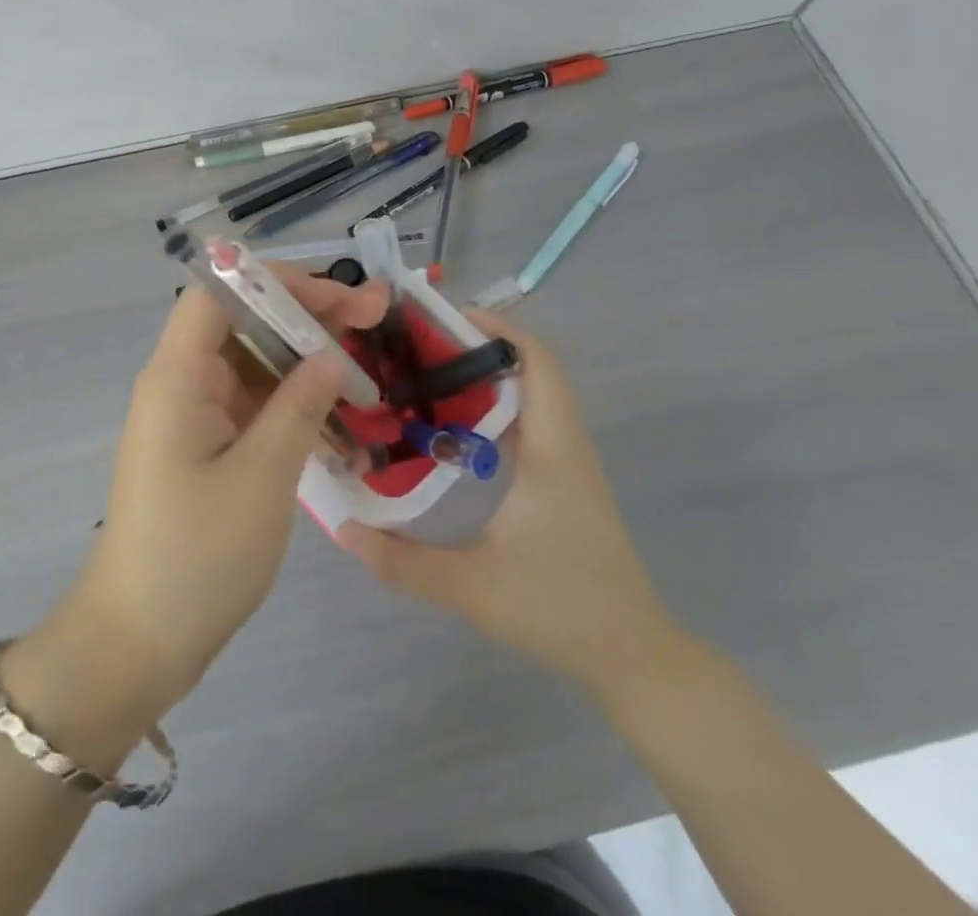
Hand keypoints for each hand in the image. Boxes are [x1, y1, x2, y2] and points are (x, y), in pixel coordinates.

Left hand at [55, 267, 389, 716]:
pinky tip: (338, 413)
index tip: (339, 297)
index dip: (279, 282)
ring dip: (304, 360)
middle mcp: (180, 382)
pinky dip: (292, 401)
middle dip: (305, 316)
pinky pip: (251, 403)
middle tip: (373, 320)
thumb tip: (330, 355)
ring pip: (251, 362)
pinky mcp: (204, 446)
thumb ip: (298, 406)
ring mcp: (191, 415)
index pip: (221, 291)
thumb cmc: (197, 556)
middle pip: (242, 321)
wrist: (138, 640)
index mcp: (177, 374)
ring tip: (366, 365)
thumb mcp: (261, 478)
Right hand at [338, 308, 678, 695]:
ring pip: (530, 397)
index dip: (496, 328)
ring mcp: (568, 464)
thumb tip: (343, 531)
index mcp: (551, 449)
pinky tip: (452, 434)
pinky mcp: (564, 483)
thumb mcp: (472, 588)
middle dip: (476, 348)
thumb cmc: (560, 609)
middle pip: (530, 369)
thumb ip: (402, 562)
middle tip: (416, 348)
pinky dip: (493, 411)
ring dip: (485, 379)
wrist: (635, 658)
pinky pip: (528, 425)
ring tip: (425, 379)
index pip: (536, 362)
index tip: (442, 319)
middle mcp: (564, 444)